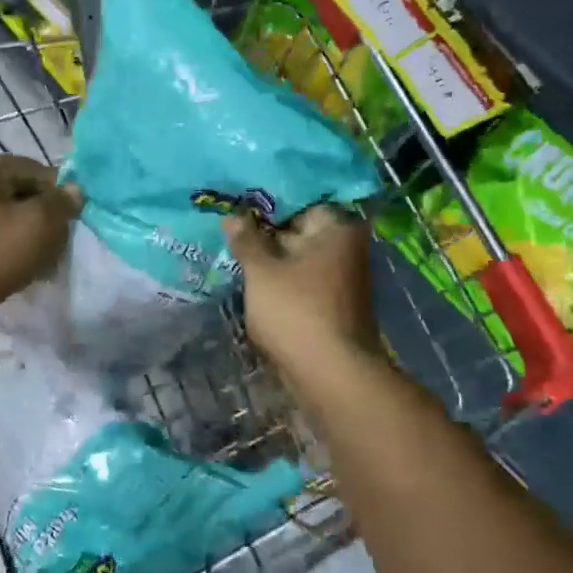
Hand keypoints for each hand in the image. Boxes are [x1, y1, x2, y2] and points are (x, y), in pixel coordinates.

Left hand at [0, 154, 80, 329]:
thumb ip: (63, 201)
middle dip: (39, 213)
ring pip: (1, 211)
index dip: (57, 194)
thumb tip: (73, 190)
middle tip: (55, 241)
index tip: (69, 221)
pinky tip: (13, 261)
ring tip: (36, 256)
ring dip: (22, 229)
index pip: (33, 170)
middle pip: (16, 190)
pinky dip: (1, 240)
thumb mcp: (41, 224)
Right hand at [224, 204, 381, 380]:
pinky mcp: (331, 301)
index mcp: (337, 227)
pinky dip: (278, 275)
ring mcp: (340, 275)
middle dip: (264, 226)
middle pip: (298, 225)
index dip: (265, 197)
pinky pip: (299, 277)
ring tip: (231, 242)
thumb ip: (246, 239)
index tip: (236, 197)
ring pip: (296, 254)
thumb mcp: (262, 271)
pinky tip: (249, 273)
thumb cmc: (297, 312)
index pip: (299, 197)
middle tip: (226, 218)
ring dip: (268, 253)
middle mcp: (345, 245)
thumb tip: (232, 215)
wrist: (332, 375)